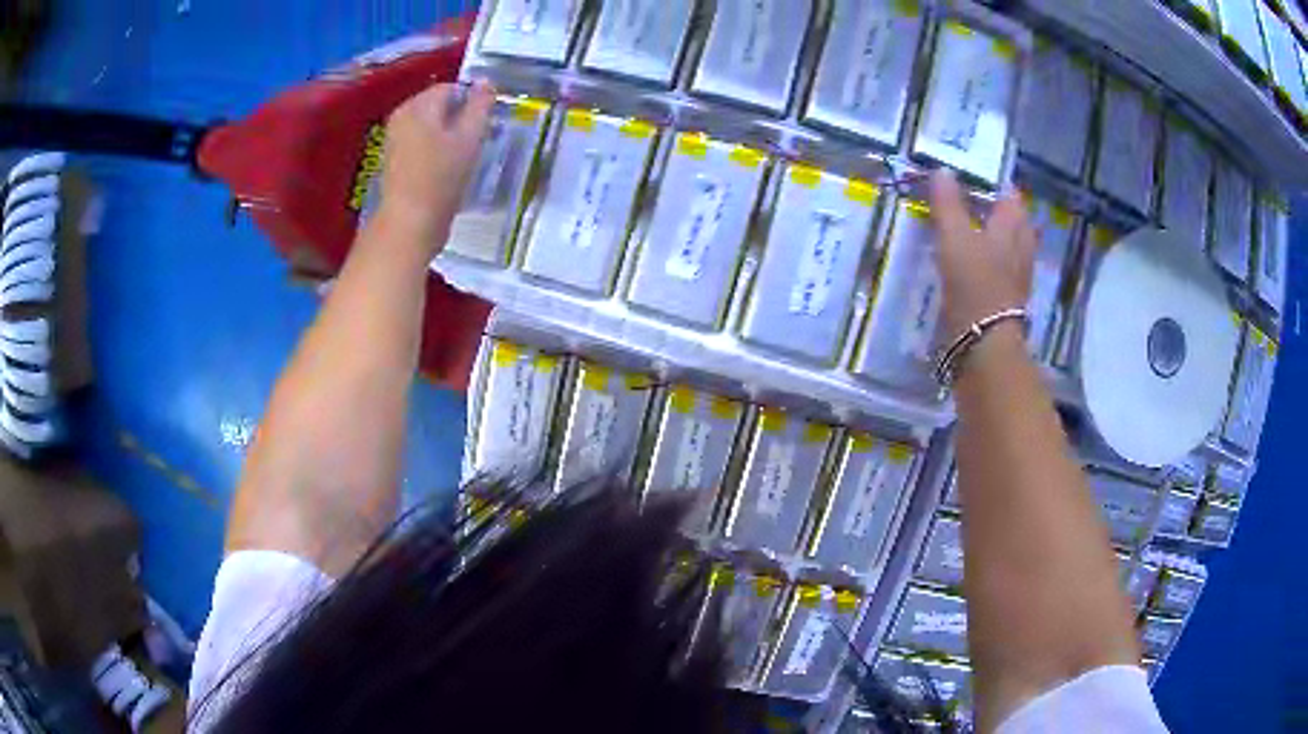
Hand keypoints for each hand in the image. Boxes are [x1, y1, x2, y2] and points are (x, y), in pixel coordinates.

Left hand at [377, 80, 495, 255]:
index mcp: (418, 105)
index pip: (452, 88)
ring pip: (429, 125)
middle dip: (459, 117)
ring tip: (464, 156)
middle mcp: (401, 115)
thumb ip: (480, 105)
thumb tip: (486, 82)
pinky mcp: (392, 161)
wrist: (409, 224)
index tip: (487, 122)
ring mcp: (393, 139)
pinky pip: (419, 143)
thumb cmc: (441, 177)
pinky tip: (446, 169)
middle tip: (478, 139)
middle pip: (438, 106)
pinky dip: (434, 149)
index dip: (473, 101)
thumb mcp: (470, 137)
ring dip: (448, 135)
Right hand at [929, 170, 1037, 339]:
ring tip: (980, 231)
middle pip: (1017, 221)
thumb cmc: (973, 283)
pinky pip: (1007, 270)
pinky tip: (983, 265)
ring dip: (1000, 236)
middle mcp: (1021, 248)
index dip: (997, 184)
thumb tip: (943, 171)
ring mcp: (1019, 276)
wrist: (985, 343)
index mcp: (1011, 227)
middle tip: (979, 203)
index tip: (976, 177)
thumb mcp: (954, 237)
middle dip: (1001, 211)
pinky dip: (997, 261)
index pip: (1011, 195)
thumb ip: (948, 204)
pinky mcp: (1010, 299)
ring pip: (1013, 246)